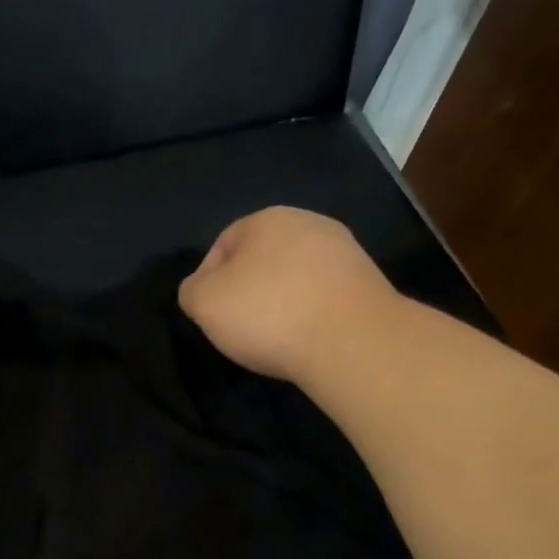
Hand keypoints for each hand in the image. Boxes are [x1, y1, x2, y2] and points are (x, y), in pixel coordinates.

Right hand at [177, 206, 398, 385]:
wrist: (351, 340)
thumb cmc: (267, 314)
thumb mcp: (204, 303)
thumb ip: (192, 290)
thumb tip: (200, 289)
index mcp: (266, 219)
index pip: (223, 244)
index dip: (208, 280)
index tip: (210, 315)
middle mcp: (308, 223)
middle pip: (262, 258)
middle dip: (247, 289)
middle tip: (238, 327)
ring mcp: (343, 250)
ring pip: (294, 276)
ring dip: (280, 301)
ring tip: (274, 336)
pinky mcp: (366, 281)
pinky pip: (322, 295)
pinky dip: (309, 313)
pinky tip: (305, 337)